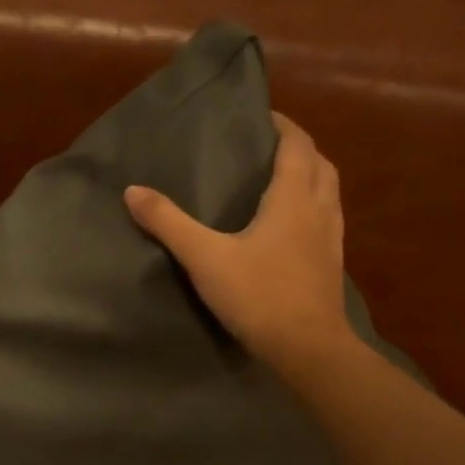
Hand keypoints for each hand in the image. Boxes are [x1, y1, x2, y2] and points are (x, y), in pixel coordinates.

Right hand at [125, 112, 361, 379]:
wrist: (307, 347)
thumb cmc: (258, 295)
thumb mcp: (204, 258)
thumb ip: (168, 223)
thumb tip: (133, 191)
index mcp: (293, 199)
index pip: (297, 146)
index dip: (283, 126)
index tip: (262, 116)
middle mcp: (319, 211)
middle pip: (320, 164)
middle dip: (299, 148)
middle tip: (269, 146)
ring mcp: (331, 239)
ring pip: (328, 192)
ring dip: (310, 176)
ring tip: (281, 180)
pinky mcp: (331, 265)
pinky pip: (327, 220)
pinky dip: (312, 208)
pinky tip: (292, 228)